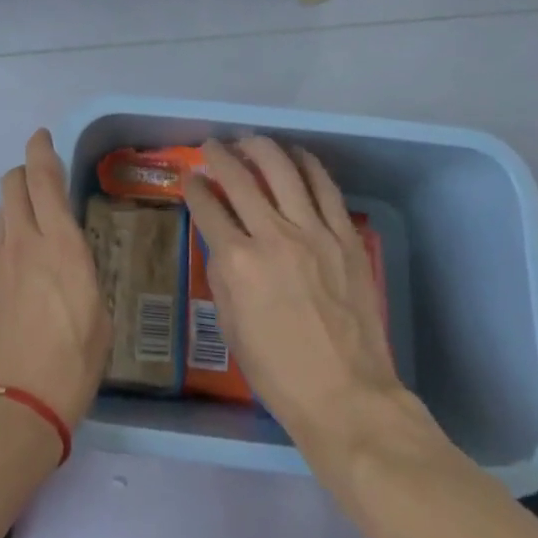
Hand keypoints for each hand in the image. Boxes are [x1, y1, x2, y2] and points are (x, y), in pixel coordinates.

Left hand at [0, 129, 111, 434]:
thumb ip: (84, 279)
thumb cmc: (69, 367)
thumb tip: (72, 267)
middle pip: (13, 185)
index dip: (41, 151)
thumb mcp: (98, 319)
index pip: (44, 180)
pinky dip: (9, 239)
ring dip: (17, 204)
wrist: (6, 411)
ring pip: (3, 212)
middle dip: (26, 172)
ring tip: (35, 223)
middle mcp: (24, 243)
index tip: (42, 136)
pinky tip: (22, 266)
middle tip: (43, 181)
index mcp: (60, 246)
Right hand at [184, 138, 406, 453]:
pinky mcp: (345, 236)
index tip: (190, 178)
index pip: (207, 207)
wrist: (348, 397)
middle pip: (239, 178)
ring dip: (261, 148)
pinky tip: (296, 156)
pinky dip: (307, 164)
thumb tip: (220, 242)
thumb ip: (221, 276)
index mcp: (238, 263)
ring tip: (250, 141)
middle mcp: (272, 236)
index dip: (193, 187)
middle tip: (212, 146)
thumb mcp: (231, 328)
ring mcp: (313, 232)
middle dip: (219, 156)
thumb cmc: (279, 372)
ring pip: (283, 169)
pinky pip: (325, 187)